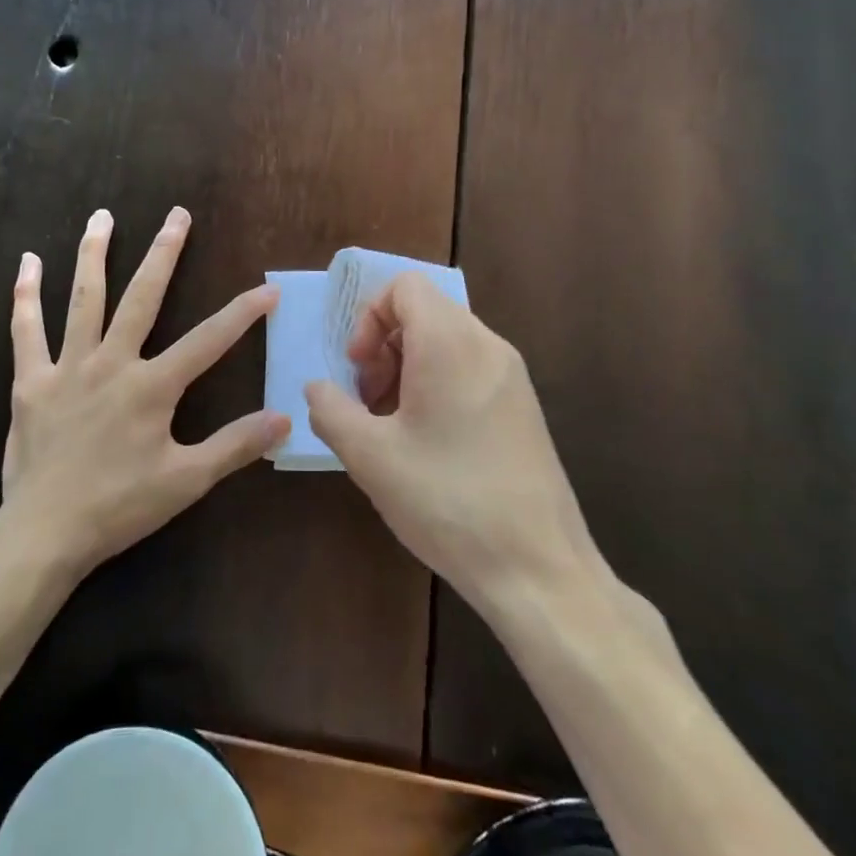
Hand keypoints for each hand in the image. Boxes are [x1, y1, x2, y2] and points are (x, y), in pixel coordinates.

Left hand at [1, 207, 287, 577]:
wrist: (44, 533)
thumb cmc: (119, 507)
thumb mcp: (186, 481)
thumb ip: (235, 445)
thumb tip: (284, 418)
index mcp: (152, 387)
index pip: (208, 340)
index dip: (242, 313)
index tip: (268, 288)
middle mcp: (112, 363)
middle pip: (143, 297)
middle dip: (164, 253)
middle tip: (177, 214)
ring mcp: (68, 367)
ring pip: (84, 299)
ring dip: (94, 254)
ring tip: (102, 215)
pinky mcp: (31, 381)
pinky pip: (27, 330)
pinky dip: (26, 295)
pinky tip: (27, 262)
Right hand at [304, 273, 614, 620]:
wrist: (538, 569)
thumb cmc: (446, 500)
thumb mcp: (369, 456)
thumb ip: (330, 409)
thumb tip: (317, 388)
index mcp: (450, 343)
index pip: (404, 286)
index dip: (369, 317)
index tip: (357, 368)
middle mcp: (487, 345)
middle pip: (423, 311)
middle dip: (383, 346)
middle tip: (367, 401)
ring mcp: (511, 376)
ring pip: (445, 341)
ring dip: (406, 368)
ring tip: (391, 425)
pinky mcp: (523, 406)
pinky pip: (469, 368)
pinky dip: (436, 385)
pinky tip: (425, 442)